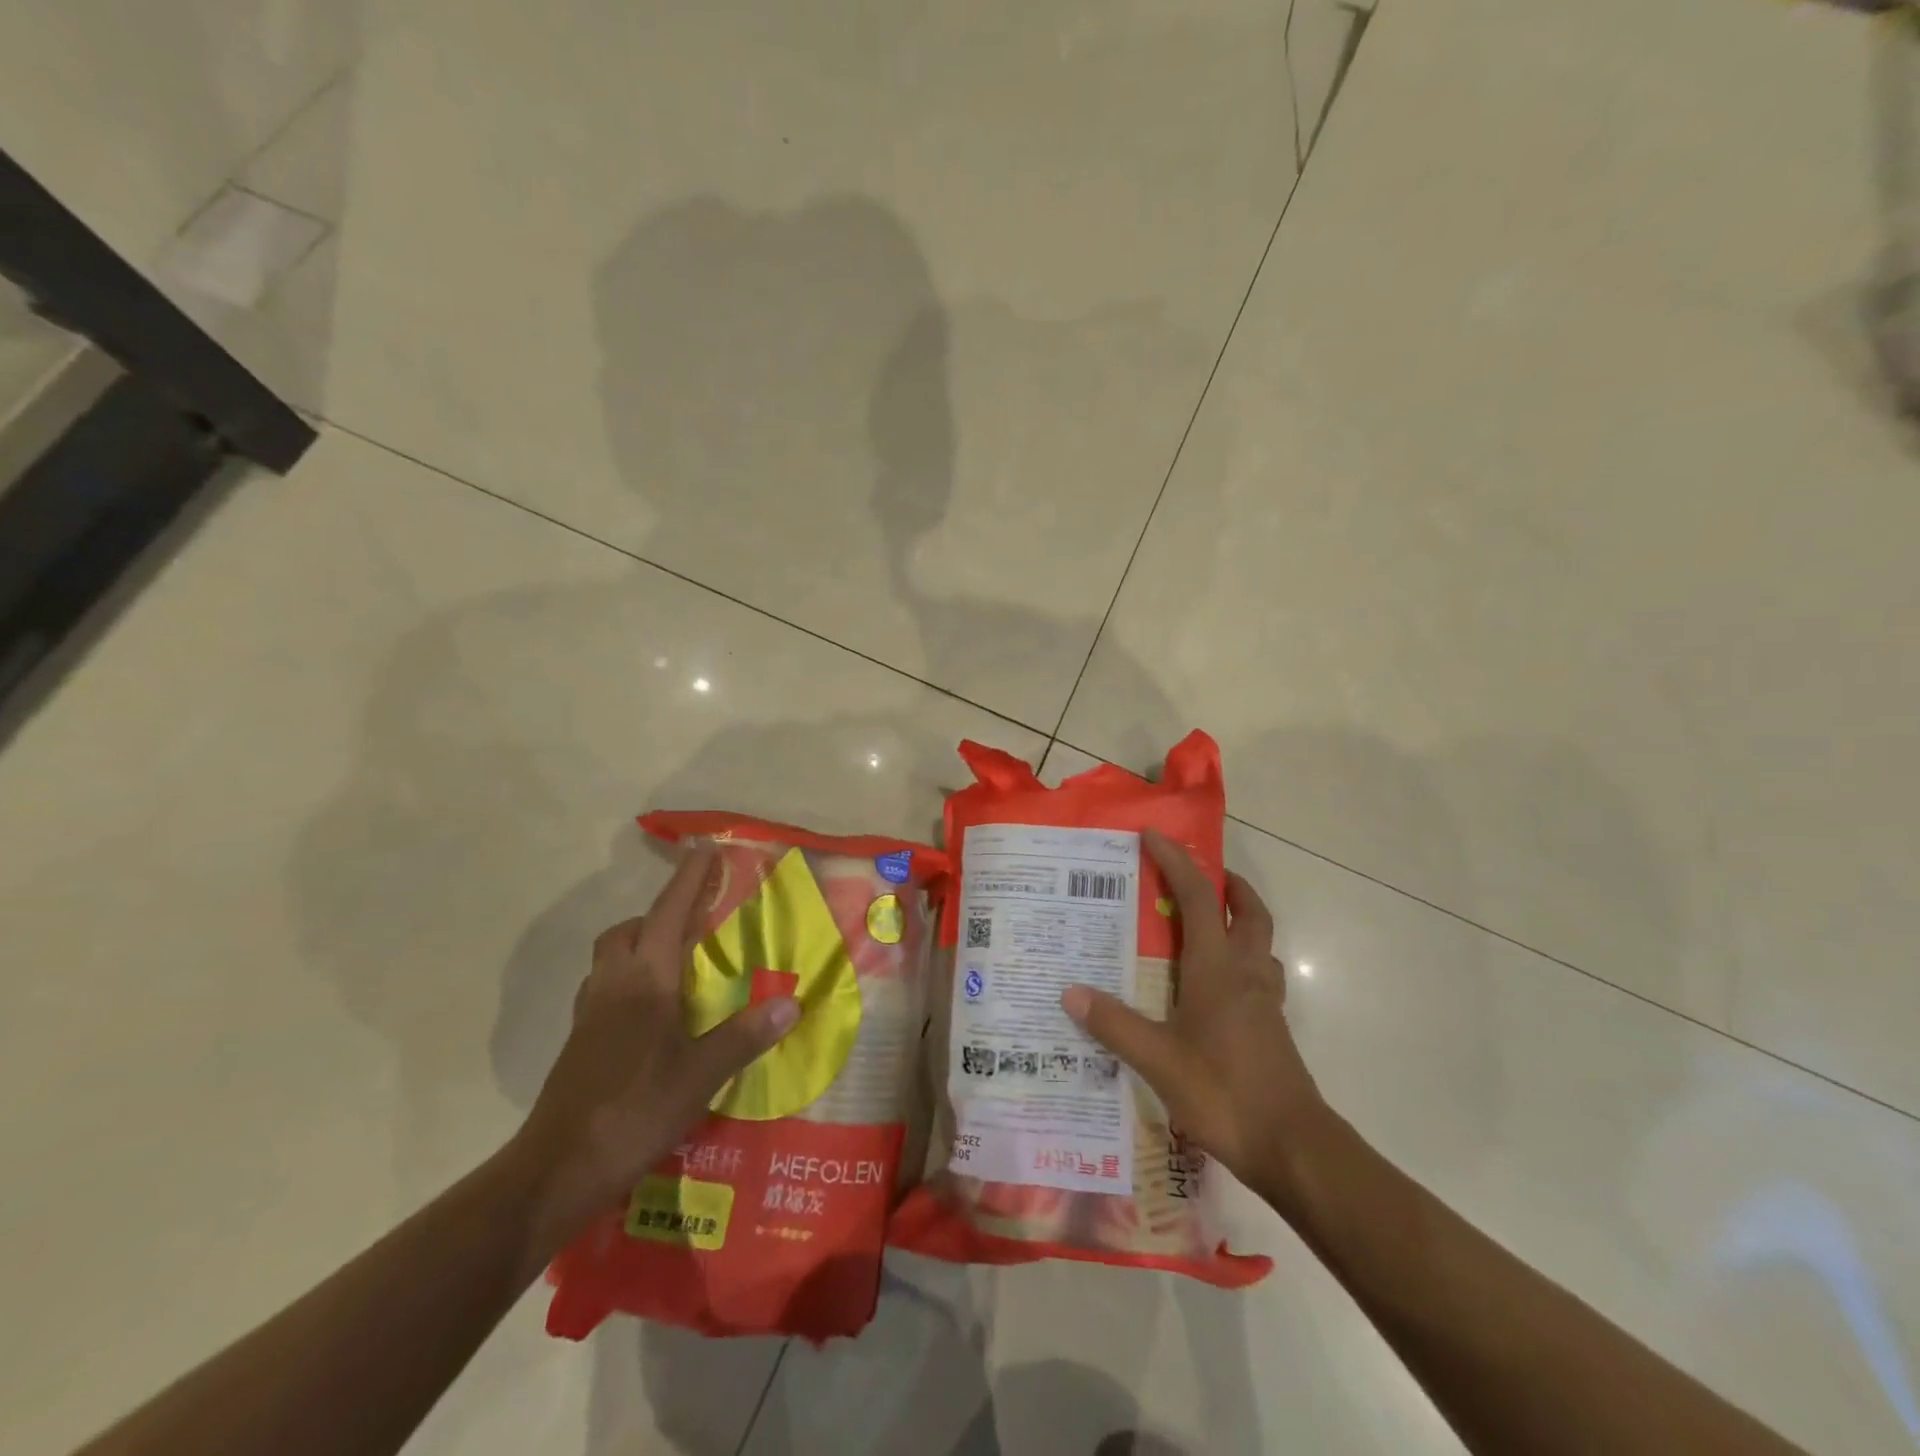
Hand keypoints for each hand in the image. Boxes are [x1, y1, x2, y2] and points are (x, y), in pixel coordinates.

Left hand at [515, 844, 799, 1229]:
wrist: (555, 1170)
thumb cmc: (633, 1111)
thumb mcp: (699, 1075)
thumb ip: (744, 1036)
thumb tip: (792, 1002)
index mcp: (644, 981)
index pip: (668, 915)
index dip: (688, 880)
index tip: (705, 848)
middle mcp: (612, 987)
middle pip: (627, 931)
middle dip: (658, 915)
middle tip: (694, 921)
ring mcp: (590, 1016)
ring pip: (610, 960)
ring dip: (639, 946)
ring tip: (677, 963)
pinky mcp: (580, 1045)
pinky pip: (605, 991)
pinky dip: (629, 982)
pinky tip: (652, 1014)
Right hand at [1061, 829, 1324, 1206]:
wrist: (1293, 1148)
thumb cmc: (1224, 1093)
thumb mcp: (1158, 1060)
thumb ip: (1114, 1024)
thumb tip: (1069, 992)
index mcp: (1218, 968)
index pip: (1199, 898)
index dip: (1177, 862)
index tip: (1153, 836)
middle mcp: (1247, 974)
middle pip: (1249, 911)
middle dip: (1227, 883)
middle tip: (1198, 874)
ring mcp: (1265, 1001)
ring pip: (1261, 942)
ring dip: (1241, 919)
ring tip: (1207, 922)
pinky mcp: (1272, 1028)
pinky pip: (1260, 975)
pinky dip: (1243, 960)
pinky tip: (1218, 985)